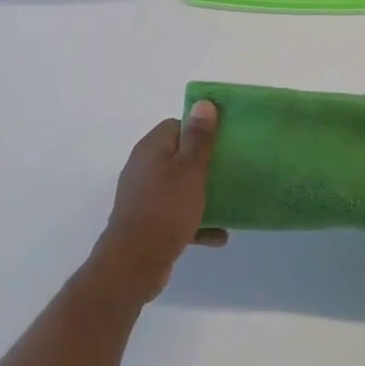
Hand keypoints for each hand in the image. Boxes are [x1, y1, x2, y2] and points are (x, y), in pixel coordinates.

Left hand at [92, 102, 226, 303]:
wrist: (134, 263)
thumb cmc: (166, 209)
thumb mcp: (189, 170)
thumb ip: (198, 138)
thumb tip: (203, 102)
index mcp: (151, 148)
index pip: (177, 125)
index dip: (200, 130)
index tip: (224, 141)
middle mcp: (144, 167)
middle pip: (178, 156)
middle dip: (204, 163)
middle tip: (229, 169)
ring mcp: (144, 196)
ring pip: (179, 187)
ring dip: (202, 194)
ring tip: (229, 201)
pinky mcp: (148, 222)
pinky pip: (177, 214)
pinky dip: (196, 221)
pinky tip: (219, 235)